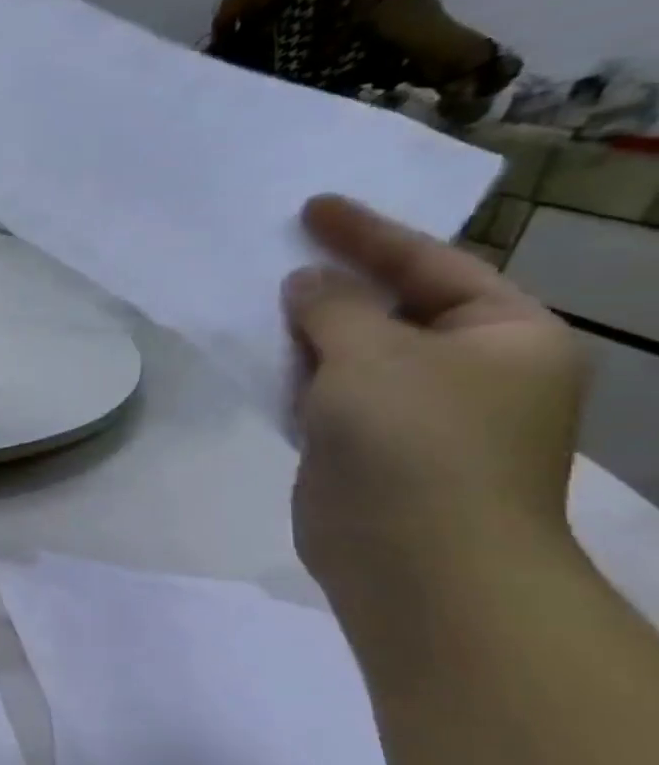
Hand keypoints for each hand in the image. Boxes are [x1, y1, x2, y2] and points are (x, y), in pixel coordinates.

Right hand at [282, 195, 587, 590]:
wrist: (414, 559)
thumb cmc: (415, 441)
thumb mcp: (372, 354)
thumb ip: (334, 308)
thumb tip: (306, 282)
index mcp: (505, 335)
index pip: (432, 263)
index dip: (368, 233)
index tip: (312, 205)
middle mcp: (472, 370)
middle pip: (396, 306)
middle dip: (337, 282)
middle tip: (279, 250)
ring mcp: (419, 413)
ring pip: (356, 353)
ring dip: (311, 329)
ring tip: (260, 299)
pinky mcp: (369, 448)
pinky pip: (330, 394)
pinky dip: (298, 373)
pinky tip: (261, 357)